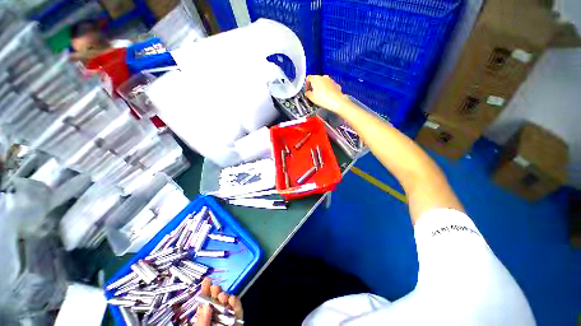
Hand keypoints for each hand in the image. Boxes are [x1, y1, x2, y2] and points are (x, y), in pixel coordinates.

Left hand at [196, 278, 242, 325]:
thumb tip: (206, 306)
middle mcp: (216, 314)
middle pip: (216, 299)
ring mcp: (227, 315)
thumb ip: (202, 320)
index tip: (206, 280)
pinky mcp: (237, 317)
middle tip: (214, 287)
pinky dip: (236, 303)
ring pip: (227, 302)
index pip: (205, 301)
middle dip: (216, 291)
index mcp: (205, 316)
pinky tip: (232, 299)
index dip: (205, 290)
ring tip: (222, 295)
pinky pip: (238, 309)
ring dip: (225, 296)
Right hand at [304, 75, 350, 112]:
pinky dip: (327, 90)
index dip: (306, 85)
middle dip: (313, 86)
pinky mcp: (336, 84)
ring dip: (320, 88)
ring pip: (323, 82)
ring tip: (320, 96)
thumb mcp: (312, 98)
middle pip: (316, 80)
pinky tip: (327, 97)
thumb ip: (307, 94)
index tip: (307, 91)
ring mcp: (330, 80)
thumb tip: (307, 92)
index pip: (308, 78)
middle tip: (313, 94)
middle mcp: (323, 77)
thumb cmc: (323, 99)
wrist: (337, 101)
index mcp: (316, 79)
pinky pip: (329, 86)